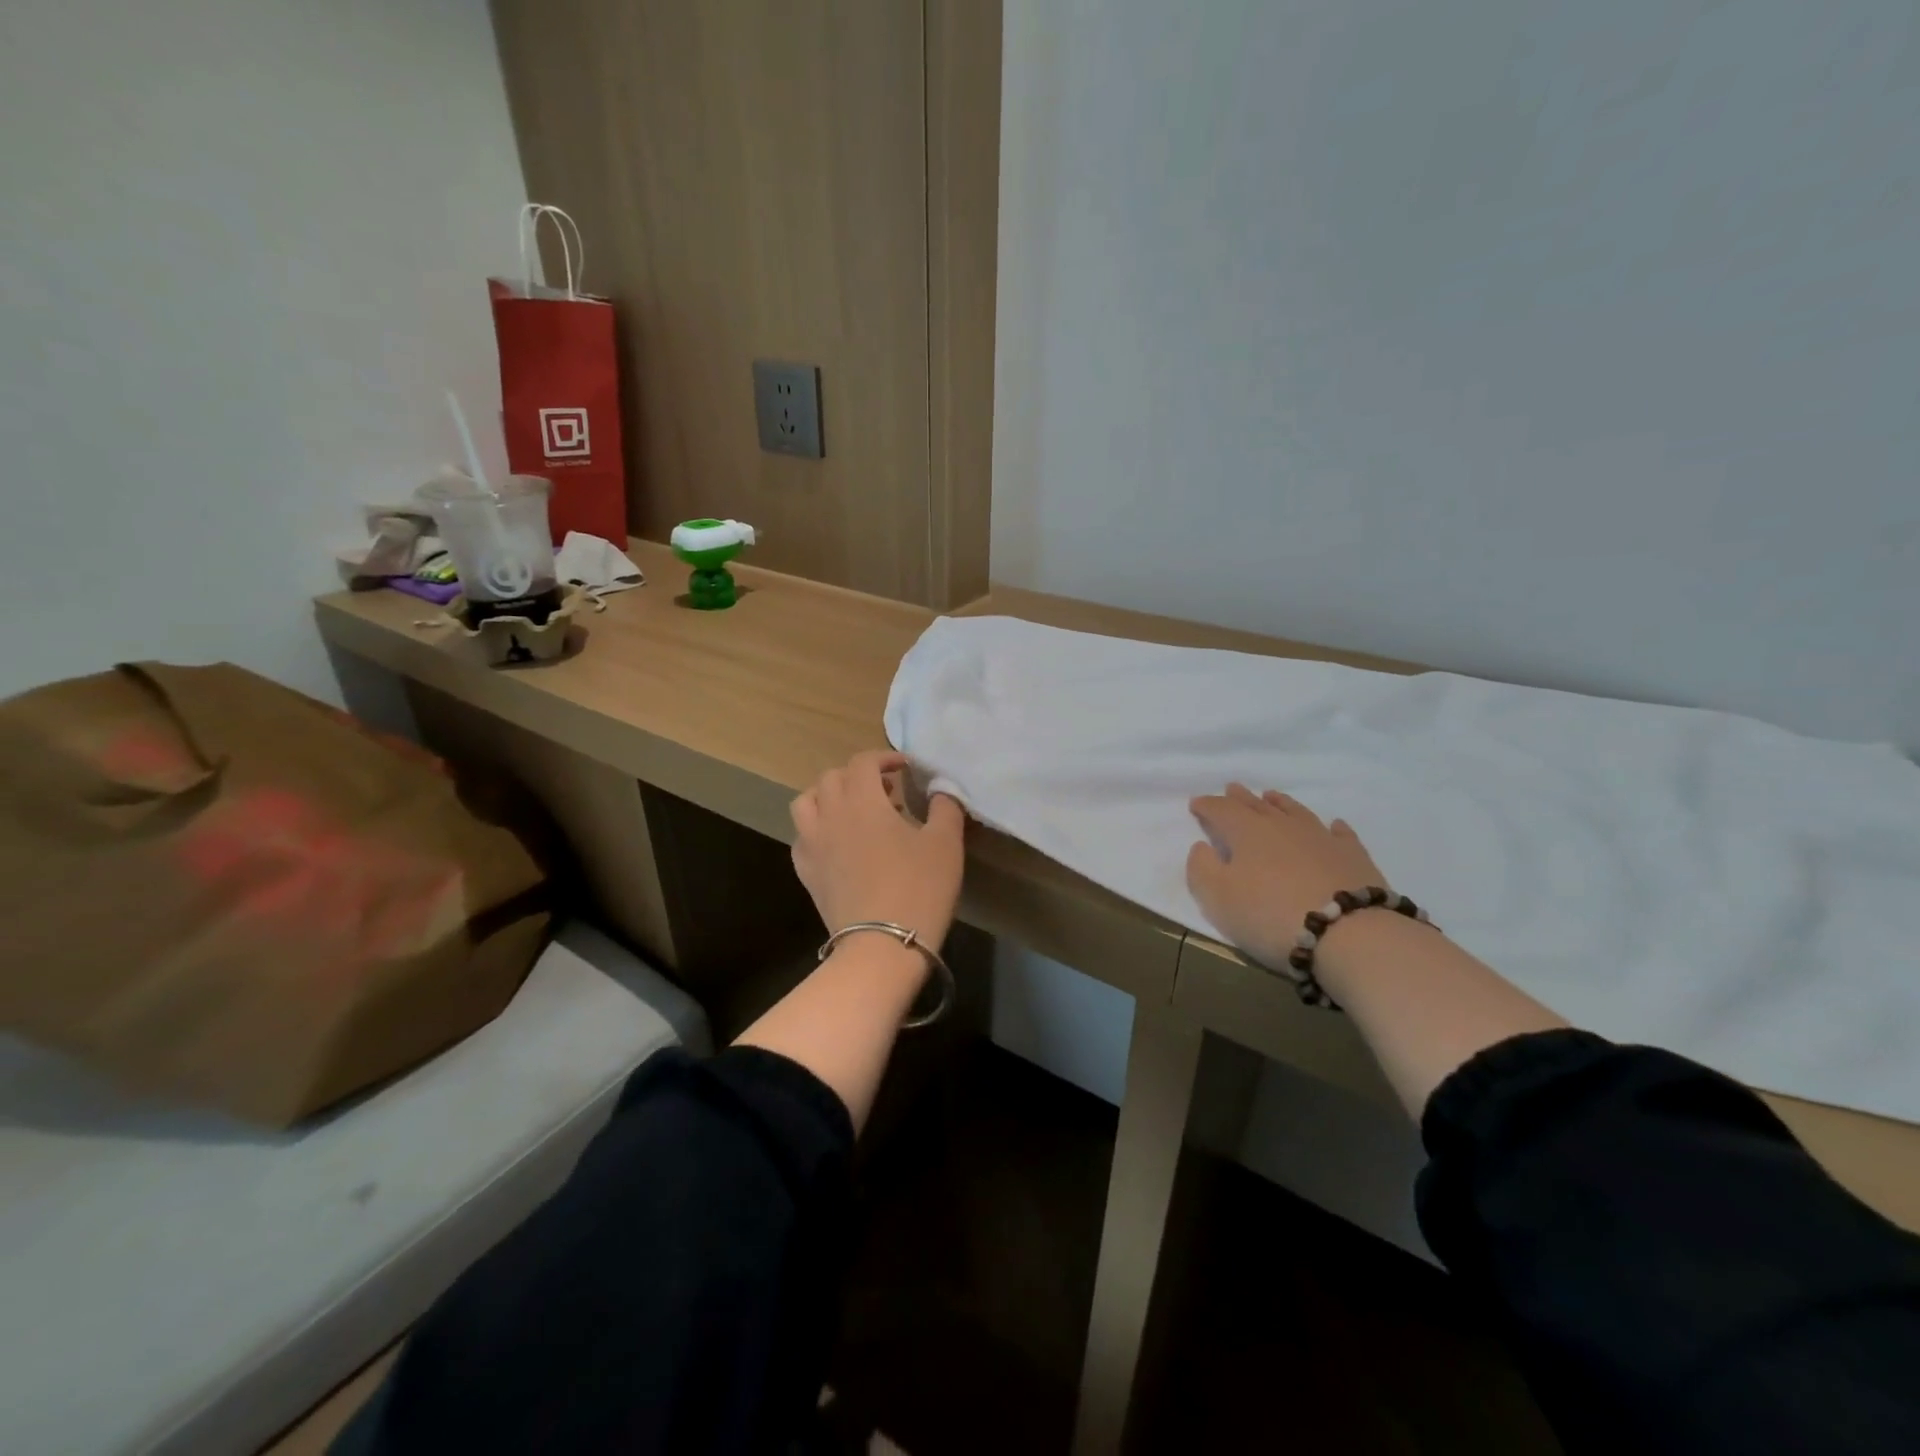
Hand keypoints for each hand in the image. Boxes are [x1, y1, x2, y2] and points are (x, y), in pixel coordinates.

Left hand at [791, 750, 966, 946]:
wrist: (882, 946)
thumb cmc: (919, 888)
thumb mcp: (945, 843)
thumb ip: (944, 807)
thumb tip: (941, 789)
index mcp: (863, 801)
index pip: (863, 762)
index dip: (884, 758)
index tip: (904, 769)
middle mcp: (830, 814)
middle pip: (832, 777)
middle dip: (858, 776)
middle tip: (886, 793)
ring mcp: (812, 844)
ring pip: (807, 802)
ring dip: (829, 797)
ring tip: (853, 811)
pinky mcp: (806, 872)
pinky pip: (803, 836)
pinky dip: (818, 829)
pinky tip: (838, 844)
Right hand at [1186, 784, 1387, 969]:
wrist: (1348, 933)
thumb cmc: (1270, 915)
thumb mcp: (1218, 898)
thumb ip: (1202, 868)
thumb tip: (1201, 846)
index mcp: (1247, 832)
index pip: (1222, 810)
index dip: (1207, 805)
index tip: (1196, 803)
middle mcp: (1283, 826)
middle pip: (1257, 806)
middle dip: (1241, 798)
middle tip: (1232, 788)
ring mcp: (1321, 838)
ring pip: (1296, 812)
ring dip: (1281, 803)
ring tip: (1272, 796)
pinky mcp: (1353, 856)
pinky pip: (1340, 834)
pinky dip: (1333, 827)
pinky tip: (1333, 825)